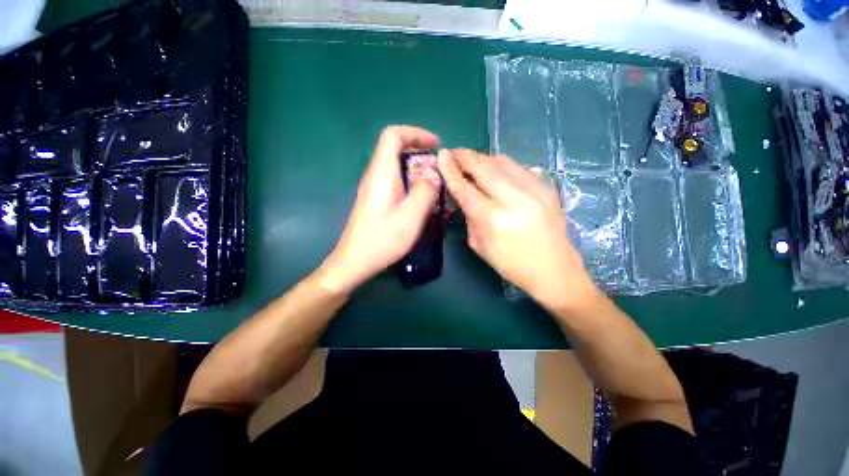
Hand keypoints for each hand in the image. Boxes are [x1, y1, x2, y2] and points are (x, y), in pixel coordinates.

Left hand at [318, 126, 440, 294]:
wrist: (355, 261)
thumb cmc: (382, 240)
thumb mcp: (410, 217)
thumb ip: (425, 192)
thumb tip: (433, 177)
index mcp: (381, 174)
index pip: (393, 135)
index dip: (415, 133)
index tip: (436, 145)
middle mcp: (375, 175)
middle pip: (394, 147)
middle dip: (419, 149)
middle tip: (439, 164)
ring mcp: (373, 187)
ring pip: (395, 164)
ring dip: (416, 166)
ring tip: (434, 180)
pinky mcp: (375, 199)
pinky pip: (394, 178)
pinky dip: (410, 179)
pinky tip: (420, 196)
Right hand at [438, 149, 598, 310]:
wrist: (555, 270)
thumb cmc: (512, 265)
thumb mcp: (480, 246)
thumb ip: (470, 217)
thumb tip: (464, 194)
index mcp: (494, 221)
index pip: (466, 189)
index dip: (451, 171)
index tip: (442, 156)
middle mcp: (515, 201)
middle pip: (485, 168)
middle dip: (466, 156)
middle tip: (454, 152)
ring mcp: (535, 192)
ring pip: (503, 162)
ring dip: (483, 158)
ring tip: (472, 160)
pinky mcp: (548, 189)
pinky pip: (519, 168)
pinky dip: (502, 165)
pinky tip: (495, 170)